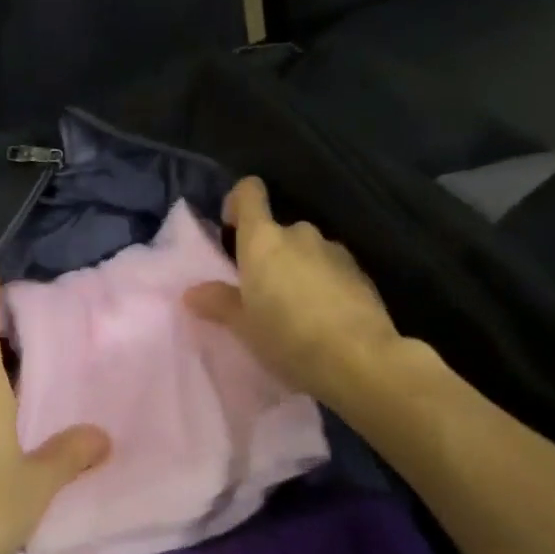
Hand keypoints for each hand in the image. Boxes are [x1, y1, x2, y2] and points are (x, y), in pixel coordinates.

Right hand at [185, 176, 404, 409]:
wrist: (361, 360)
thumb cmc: (288, 338)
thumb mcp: (243, 326)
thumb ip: (218, 302)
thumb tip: (193, 292)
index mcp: (263, 240)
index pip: (249, 193)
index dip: (238, 202)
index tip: (231, 228)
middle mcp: (299, 234)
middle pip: (277, 230)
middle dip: (268, 254)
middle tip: (260, 292)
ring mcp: (335, 251)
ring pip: (306, 251)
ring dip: (297, 269)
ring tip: (295, 310)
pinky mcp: (361, 273)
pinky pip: (331, 270)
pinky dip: (323, 284)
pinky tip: (323, 320)